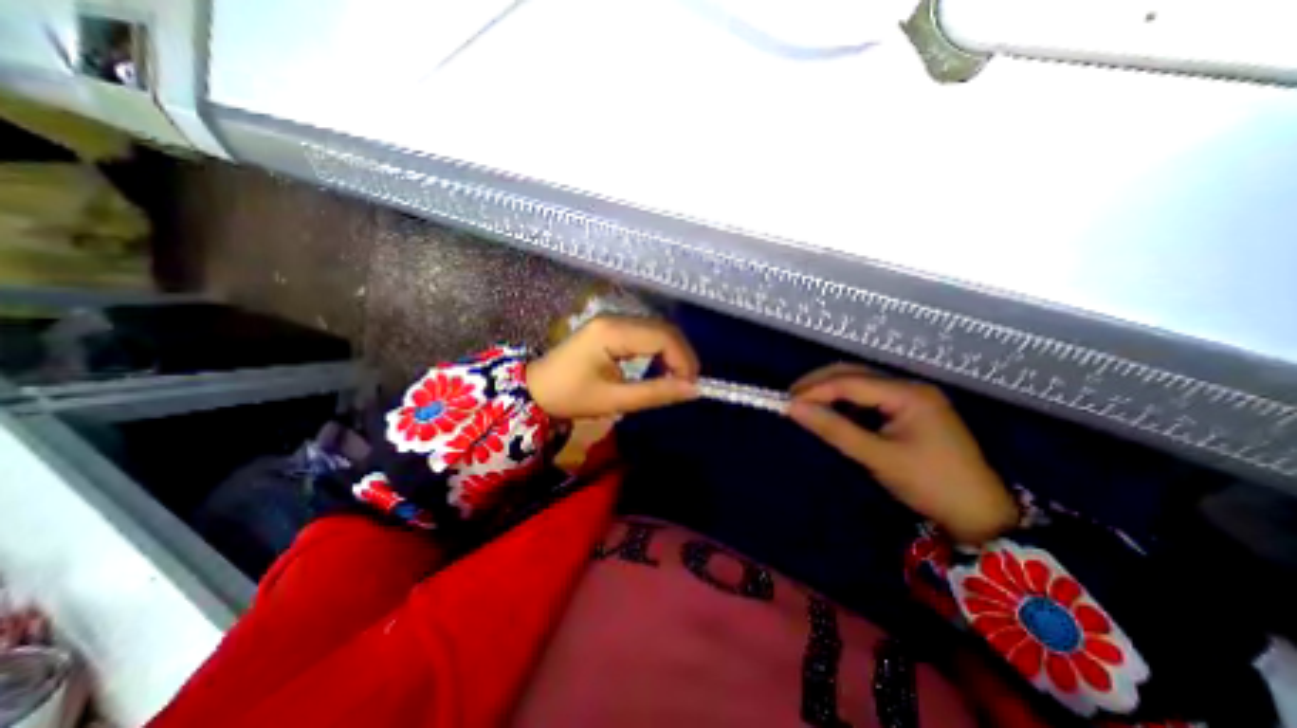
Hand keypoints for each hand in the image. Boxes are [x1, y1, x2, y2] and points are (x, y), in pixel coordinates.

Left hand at [525, 315, 700, 419]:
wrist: (535, 388)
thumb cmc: (570, 396)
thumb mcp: (614, 399)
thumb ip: (656, 393)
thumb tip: (693, 390)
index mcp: (613, 332)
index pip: (662, 337)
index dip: (684, 360)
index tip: (691, 386)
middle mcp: (615, 318)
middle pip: (663, 329)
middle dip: (681, 355)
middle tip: (687, 383)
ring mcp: (613, 320)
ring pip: (657, 330)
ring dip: (672, 352)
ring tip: (677, 378)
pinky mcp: (611, 328)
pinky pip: (645, 333)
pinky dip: (659, 350)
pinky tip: (660, 367)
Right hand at [786, 366, 1018, 541]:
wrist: (981, 515)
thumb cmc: (930, 484)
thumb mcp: (877, 457)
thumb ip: (834, 429)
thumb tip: (793, 409)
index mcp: (908, 394)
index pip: (849, 382)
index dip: (815, 390)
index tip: (786, 403)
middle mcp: (909, 386)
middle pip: (854, 373)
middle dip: (819, 384)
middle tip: (791, 399)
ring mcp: (911, 397)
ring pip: (860, 383)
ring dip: (830, 391)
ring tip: (805, 405)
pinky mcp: (909, 410)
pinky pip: (869, 397)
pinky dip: (845, 402)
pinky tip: (832, 412)